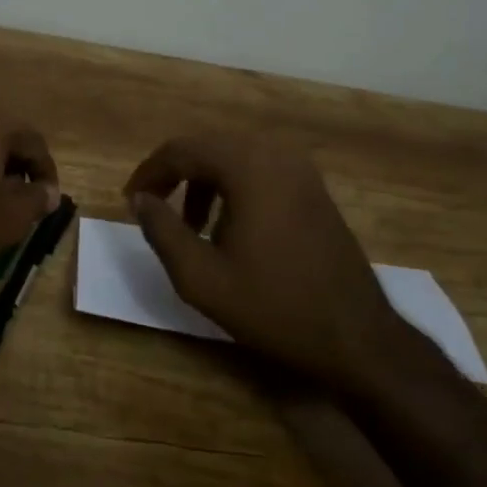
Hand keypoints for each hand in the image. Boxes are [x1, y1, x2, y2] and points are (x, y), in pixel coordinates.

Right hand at [124, 133, 421, 394]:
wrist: (357, 338)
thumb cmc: (274, 307)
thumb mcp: (201, 277)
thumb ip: (162, 231)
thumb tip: (140, 199)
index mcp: (249, 167)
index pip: (183, 150)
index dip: (149, 172)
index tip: (129, 202)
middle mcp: (277, 155)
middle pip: (209, 148)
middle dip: (175, 175)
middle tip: (152, 209)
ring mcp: (302, 171)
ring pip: (235, 159)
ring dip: (204, 183)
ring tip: (190, 227)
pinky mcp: (314, 190)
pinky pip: (260, 172)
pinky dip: (233, 190)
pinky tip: (228, 229)